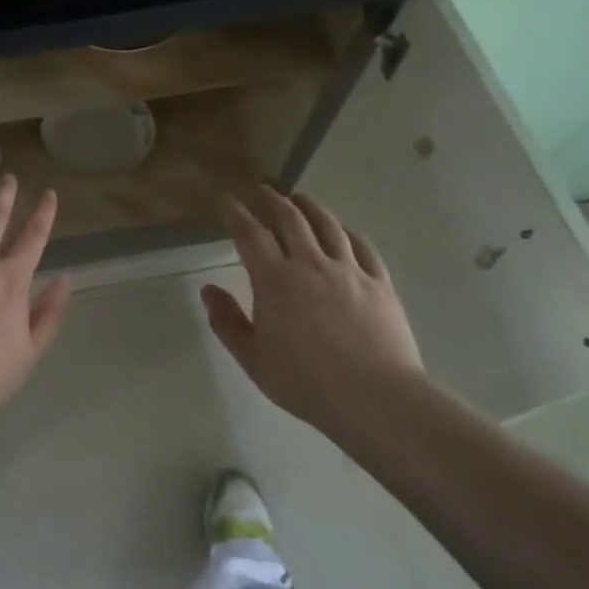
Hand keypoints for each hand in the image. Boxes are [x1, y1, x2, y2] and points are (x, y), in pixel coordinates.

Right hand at [200, 188, 426, 438]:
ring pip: (328, 226)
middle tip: (265, 190)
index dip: (237, 214)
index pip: (250, 235)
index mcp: (275, 280)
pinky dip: (348, 233)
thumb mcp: (253, 359)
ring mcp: (349, 271)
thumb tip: (208, 290)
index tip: (229, 200)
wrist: (375, 398)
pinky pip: (363, 247)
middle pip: (291, 219)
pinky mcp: (379, 283)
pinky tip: (344, 232)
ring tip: (302, 199)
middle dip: (274, 200)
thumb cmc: (305, 382)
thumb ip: (227, 322)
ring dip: (311, 208)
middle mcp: (311, 264)